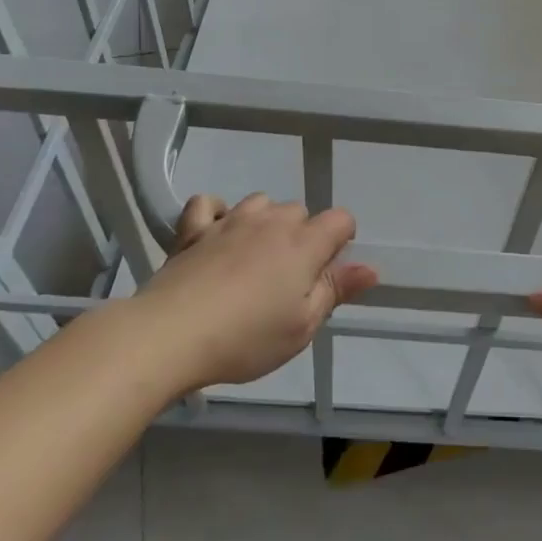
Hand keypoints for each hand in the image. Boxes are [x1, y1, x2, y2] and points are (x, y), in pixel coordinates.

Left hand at [137, 193, 377, 388]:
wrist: (170, 334)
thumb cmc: (245, 338)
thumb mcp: (302, 327)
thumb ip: (336, 291)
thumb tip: (371, 267)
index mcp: (304, 244)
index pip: (340, 219)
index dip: (341, 241)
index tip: (326, 273)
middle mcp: (272, 222)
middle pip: (300, 211)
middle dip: (301, 236)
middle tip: (286, 279)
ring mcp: (230, 221)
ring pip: (260, 202)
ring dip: (264, 222)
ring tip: (253, 257)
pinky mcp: (194, 229)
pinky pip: (209, 204)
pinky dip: (215, 213)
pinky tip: (215, 234)